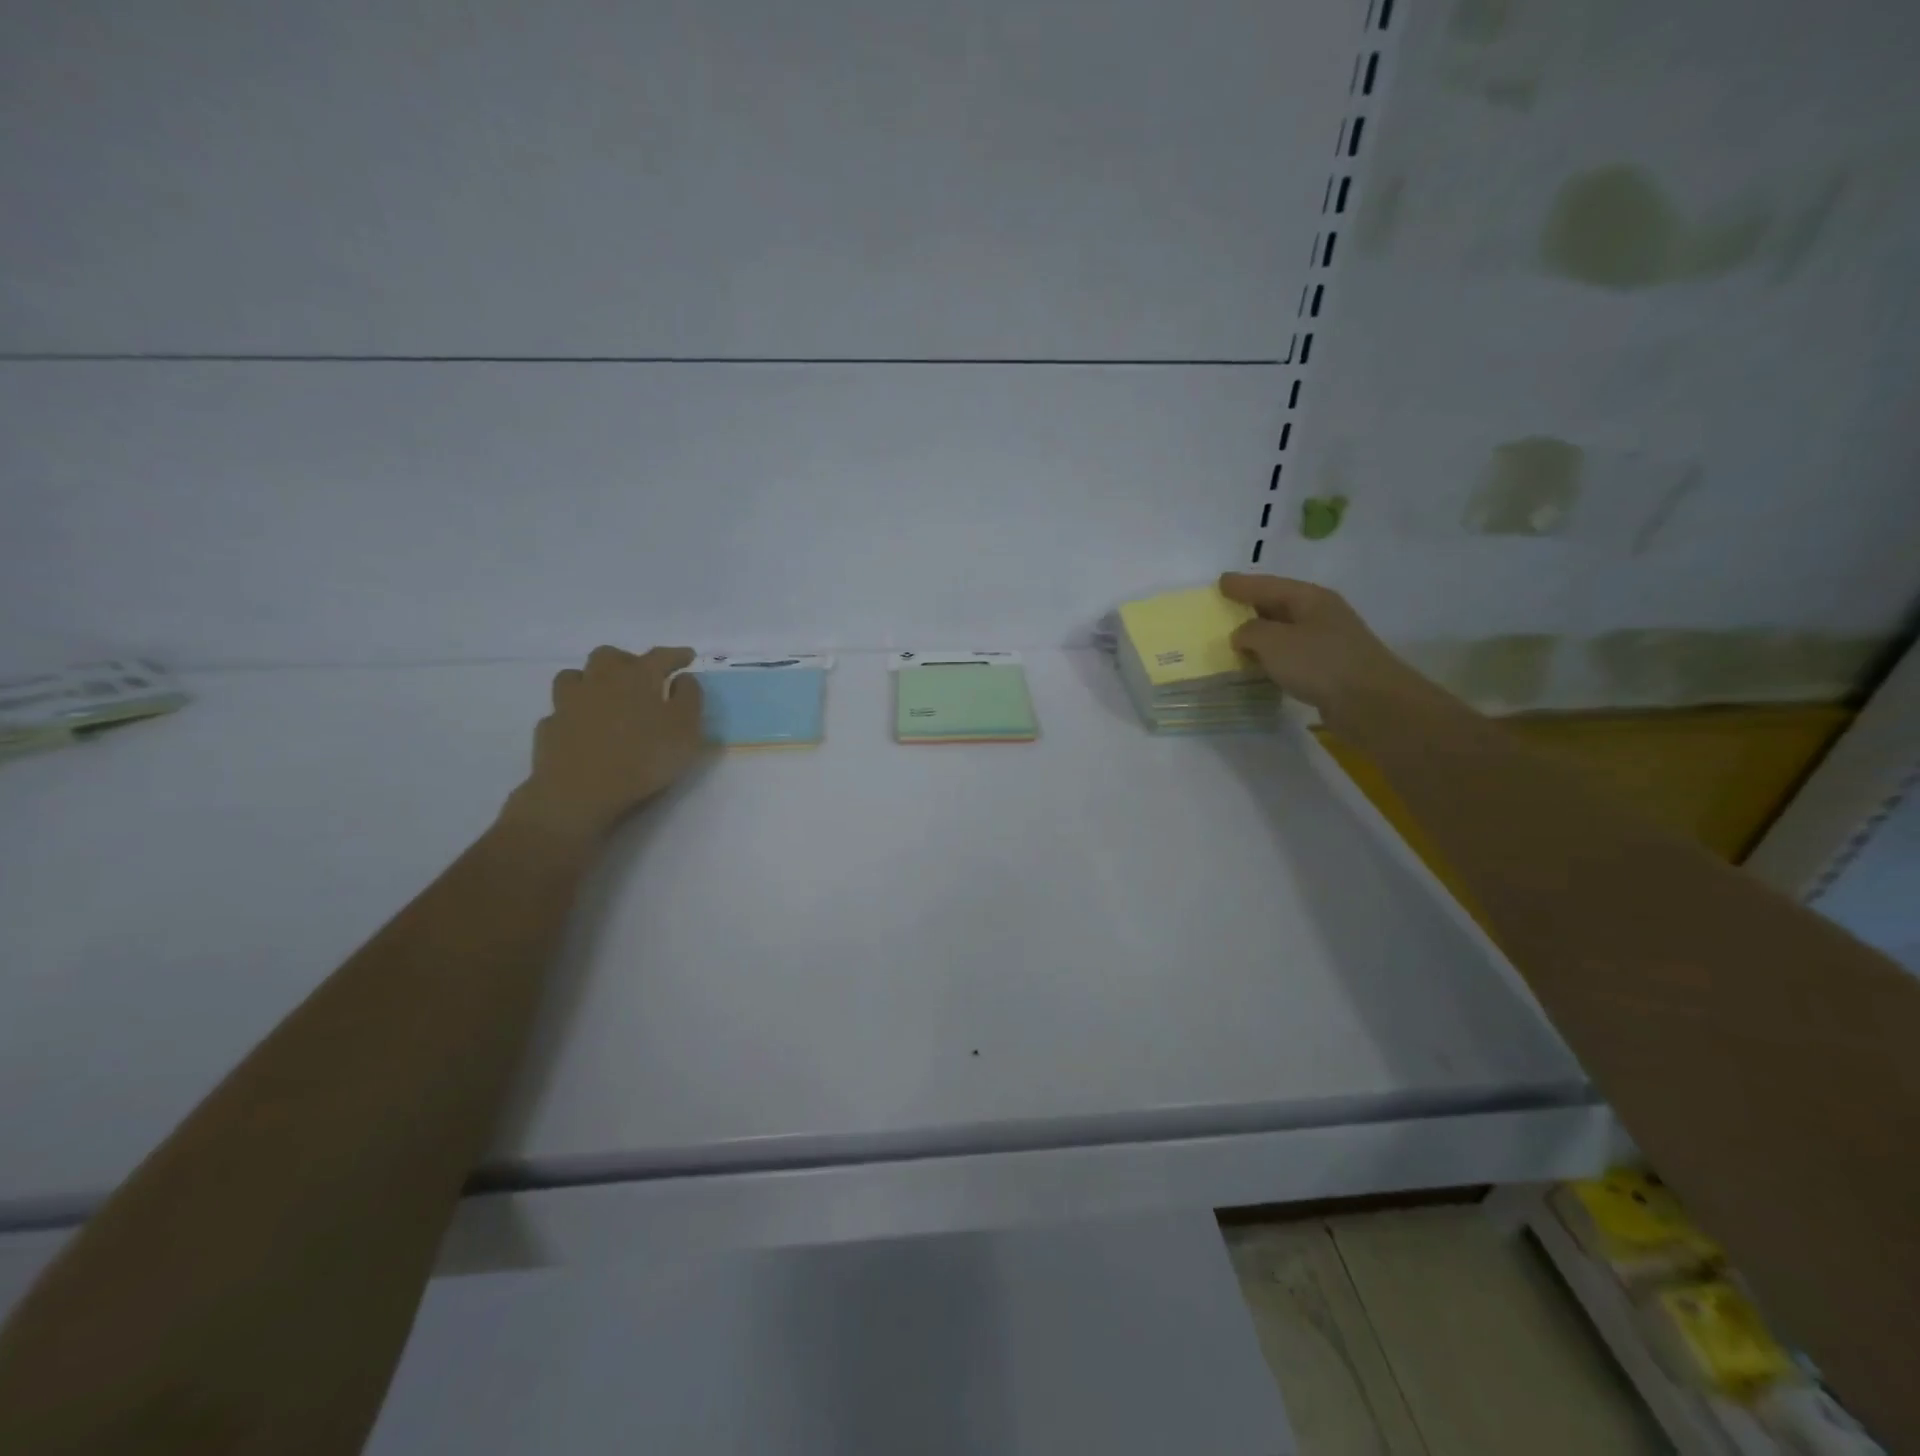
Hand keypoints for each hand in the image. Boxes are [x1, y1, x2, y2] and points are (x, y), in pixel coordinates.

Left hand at [503, 645, 705, 842]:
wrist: (580, 792)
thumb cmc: (644, 759)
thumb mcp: (686, 730)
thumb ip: (689, 699)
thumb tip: (683, 678)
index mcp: (637, 677)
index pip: (660, 656)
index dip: (676, 655)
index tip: (688, 656)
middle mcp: (600, 680)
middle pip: (610, 656)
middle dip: (627, 660)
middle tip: (640, 677)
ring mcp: (569, 702)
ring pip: (575, 676)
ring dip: (591, 680)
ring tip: (604, 696)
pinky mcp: (550, 727)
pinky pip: (561, 710)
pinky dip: (573, 712)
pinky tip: (581, 727)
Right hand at [1218, 573, 1438, 736]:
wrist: (1369, 702)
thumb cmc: (1318, 662)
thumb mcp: (1273, 642)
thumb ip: (1250, 632)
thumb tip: (1243, 635)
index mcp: (1310, 598)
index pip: (1268, 585)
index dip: (1242, 585)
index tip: (1220, 581)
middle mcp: (1322, 614)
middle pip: (1280, 604)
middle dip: (1253, 606)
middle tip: (1227, 606)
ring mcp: (1329, 641)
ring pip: (1287, 631)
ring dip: (1263, 634)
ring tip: (1238, 639)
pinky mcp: (1330, 668)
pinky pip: (1294, 655)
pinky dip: (1275, 656)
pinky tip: (1262, 665)